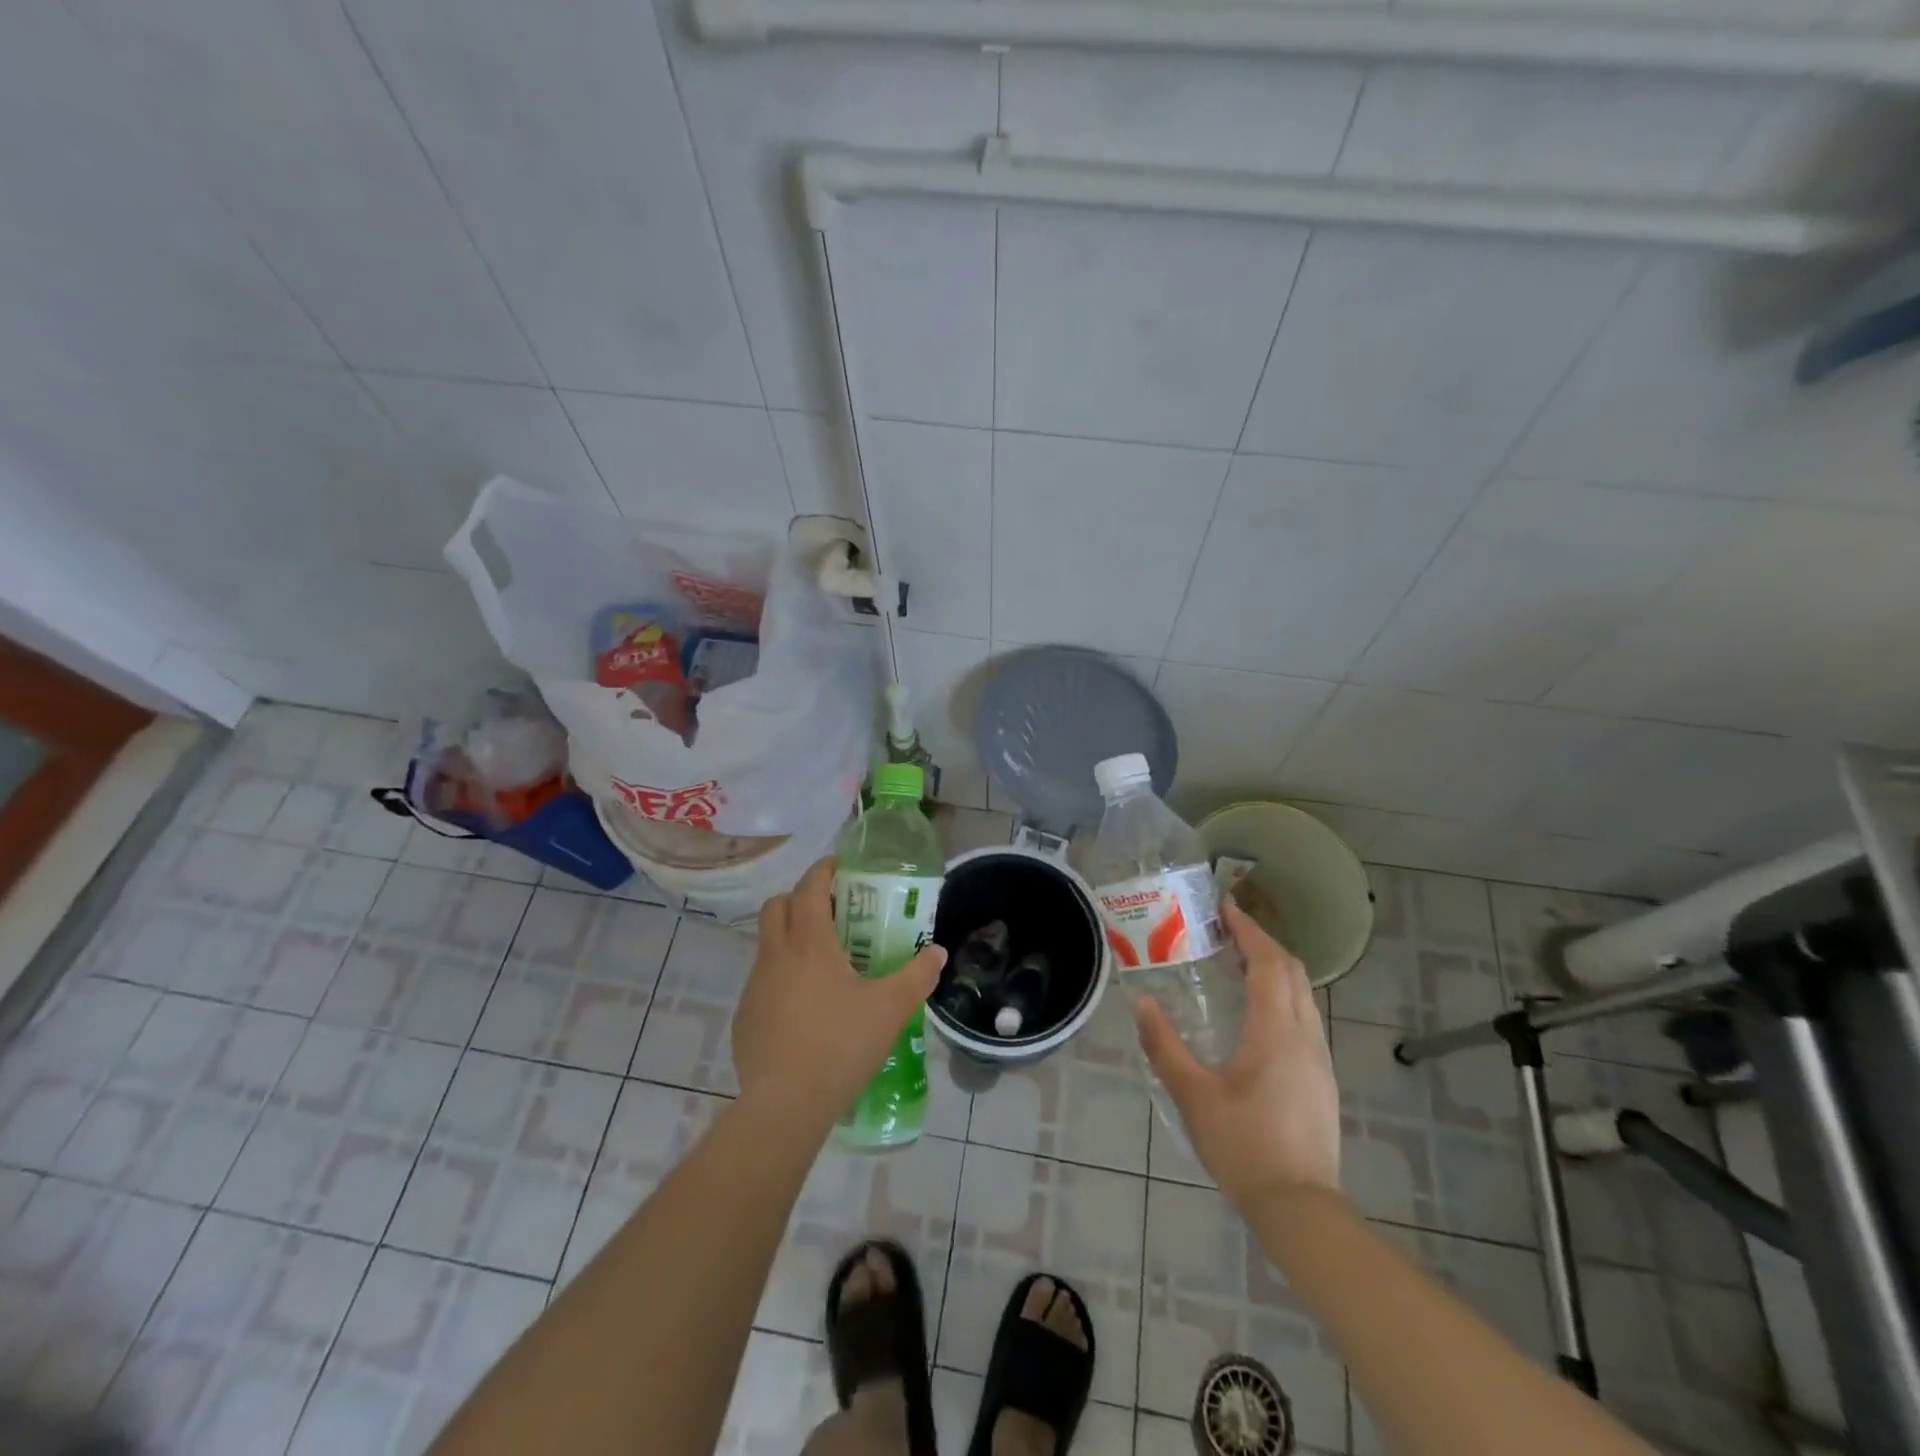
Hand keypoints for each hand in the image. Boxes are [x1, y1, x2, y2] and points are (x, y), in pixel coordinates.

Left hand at [732, 857, 947, 1119]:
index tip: (841, 868)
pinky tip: (806, 1009)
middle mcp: (776, 954)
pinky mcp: (744, 1016)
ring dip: (791, 938)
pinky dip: (782, 977)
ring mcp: (755, 986)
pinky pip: (763, 980)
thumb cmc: (841, 1044)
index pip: (809, 887)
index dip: (824, 871)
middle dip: (801, 899)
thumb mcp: (891, 1008)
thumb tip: (937, 953)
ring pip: (768, 943)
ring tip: (825, 964)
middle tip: (834, 913)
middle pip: (777, 906)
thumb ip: (918, 975)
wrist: (786, 1104)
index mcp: (809, 942)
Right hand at [1134, 899, 1339, 1206]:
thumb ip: (1164, 1047)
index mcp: (1276, 1032)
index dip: (1249, 931)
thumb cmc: (1244, 1147)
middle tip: (1227, 931)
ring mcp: (1318, 1059)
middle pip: (1292, 972)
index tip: (1226, 908)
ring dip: (1275, 969)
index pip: (1269, 963)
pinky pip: (1304, 1017)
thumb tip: (1141, 1003)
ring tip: (1238, 965)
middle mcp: (1305, 1036)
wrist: (1300, 1208)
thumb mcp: (1193, 1096)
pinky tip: (1256, 1014)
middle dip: (1263, 943)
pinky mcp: (1321, 1079)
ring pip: (1303, 995)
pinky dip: (1282, 996)